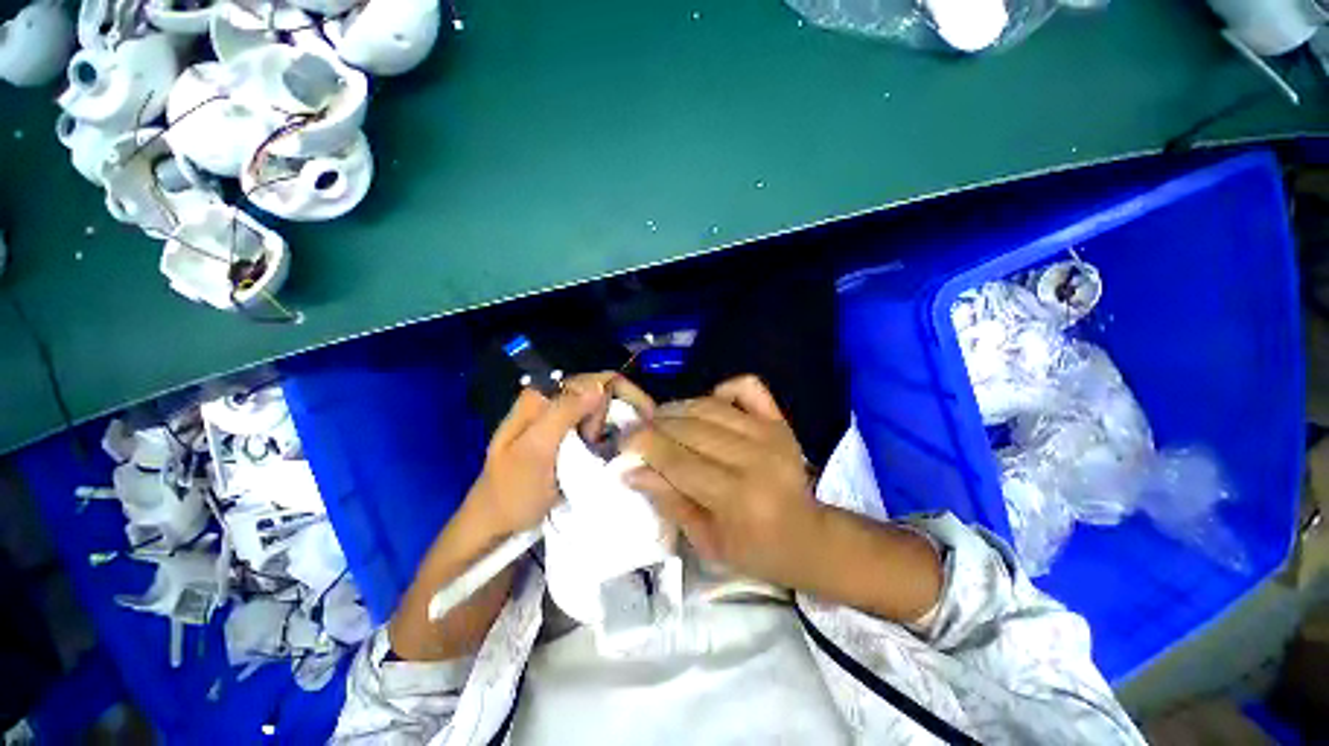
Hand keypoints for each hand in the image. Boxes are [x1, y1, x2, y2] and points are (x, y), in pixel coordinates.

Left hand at [470, 372, 654, 534]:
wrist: (495, 523)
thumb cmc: (513, 490)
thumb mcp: (535, 451)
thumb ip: (564, 414)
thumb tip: (600, 385)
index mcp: (542, 396)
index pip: (594, 378)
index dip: (620, 395)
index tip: (639, 420)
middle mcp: (552, 400)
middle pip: (600, 391)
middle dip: (612, 414)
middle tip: (602, 445)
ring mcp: (558, 417)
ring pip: (600, 408)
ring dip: (611, 427)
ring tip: (601, 452)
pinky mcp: (564, 434)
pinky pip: (594, 424)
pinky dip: (607, 434)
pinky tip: (607, 451)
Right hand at [623, 375, 825, 590]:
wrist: (809, 537)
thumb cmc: (755, 550)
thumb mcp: (706, 542)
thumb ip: (669, 502)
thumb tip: (632, 471)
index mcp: (738, 497)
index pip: (678, 459)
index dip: (644, 445)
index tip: (623, 442)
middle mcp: (755, 458)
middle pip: (691, 428)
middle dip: (655, 426)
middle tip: (638, 432)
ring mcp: (770, 434)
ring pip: (710, 406)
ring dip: (678, 408)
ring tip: (662, 419)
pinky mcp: (779, 421)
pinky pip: (747, 387)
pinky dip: (722, 388)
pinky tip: (708, 403)